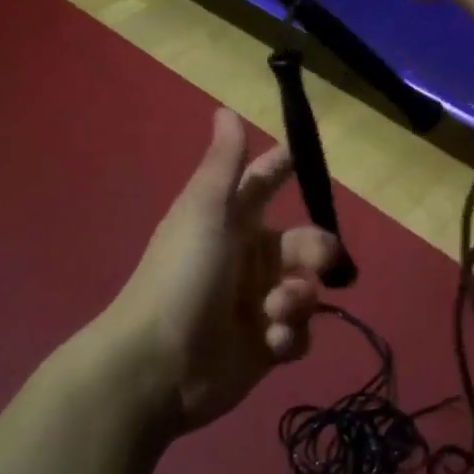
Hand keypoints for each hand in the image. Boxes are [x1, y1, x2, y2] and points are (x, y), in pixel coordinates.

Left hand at [105, 109, 340, 433]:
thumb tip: (226, 109)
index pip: (263, 184)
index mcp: (231, 223)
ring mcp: (257, 304)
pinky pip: (298, 334)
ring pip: (306, 290)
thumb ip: (224, 164)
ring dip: (299, 300)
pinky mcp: (265, 346)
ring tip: (275, 313)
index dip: (283, 168)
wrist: (157, 364)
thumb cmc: (182, 276)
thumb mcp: (204, 211)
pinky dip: (291, 336)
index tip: (308, 157)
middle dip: (316, 252)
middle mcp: (248, 259)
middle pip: (304, 244)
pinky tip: (271, 344)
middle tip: (316, 264)